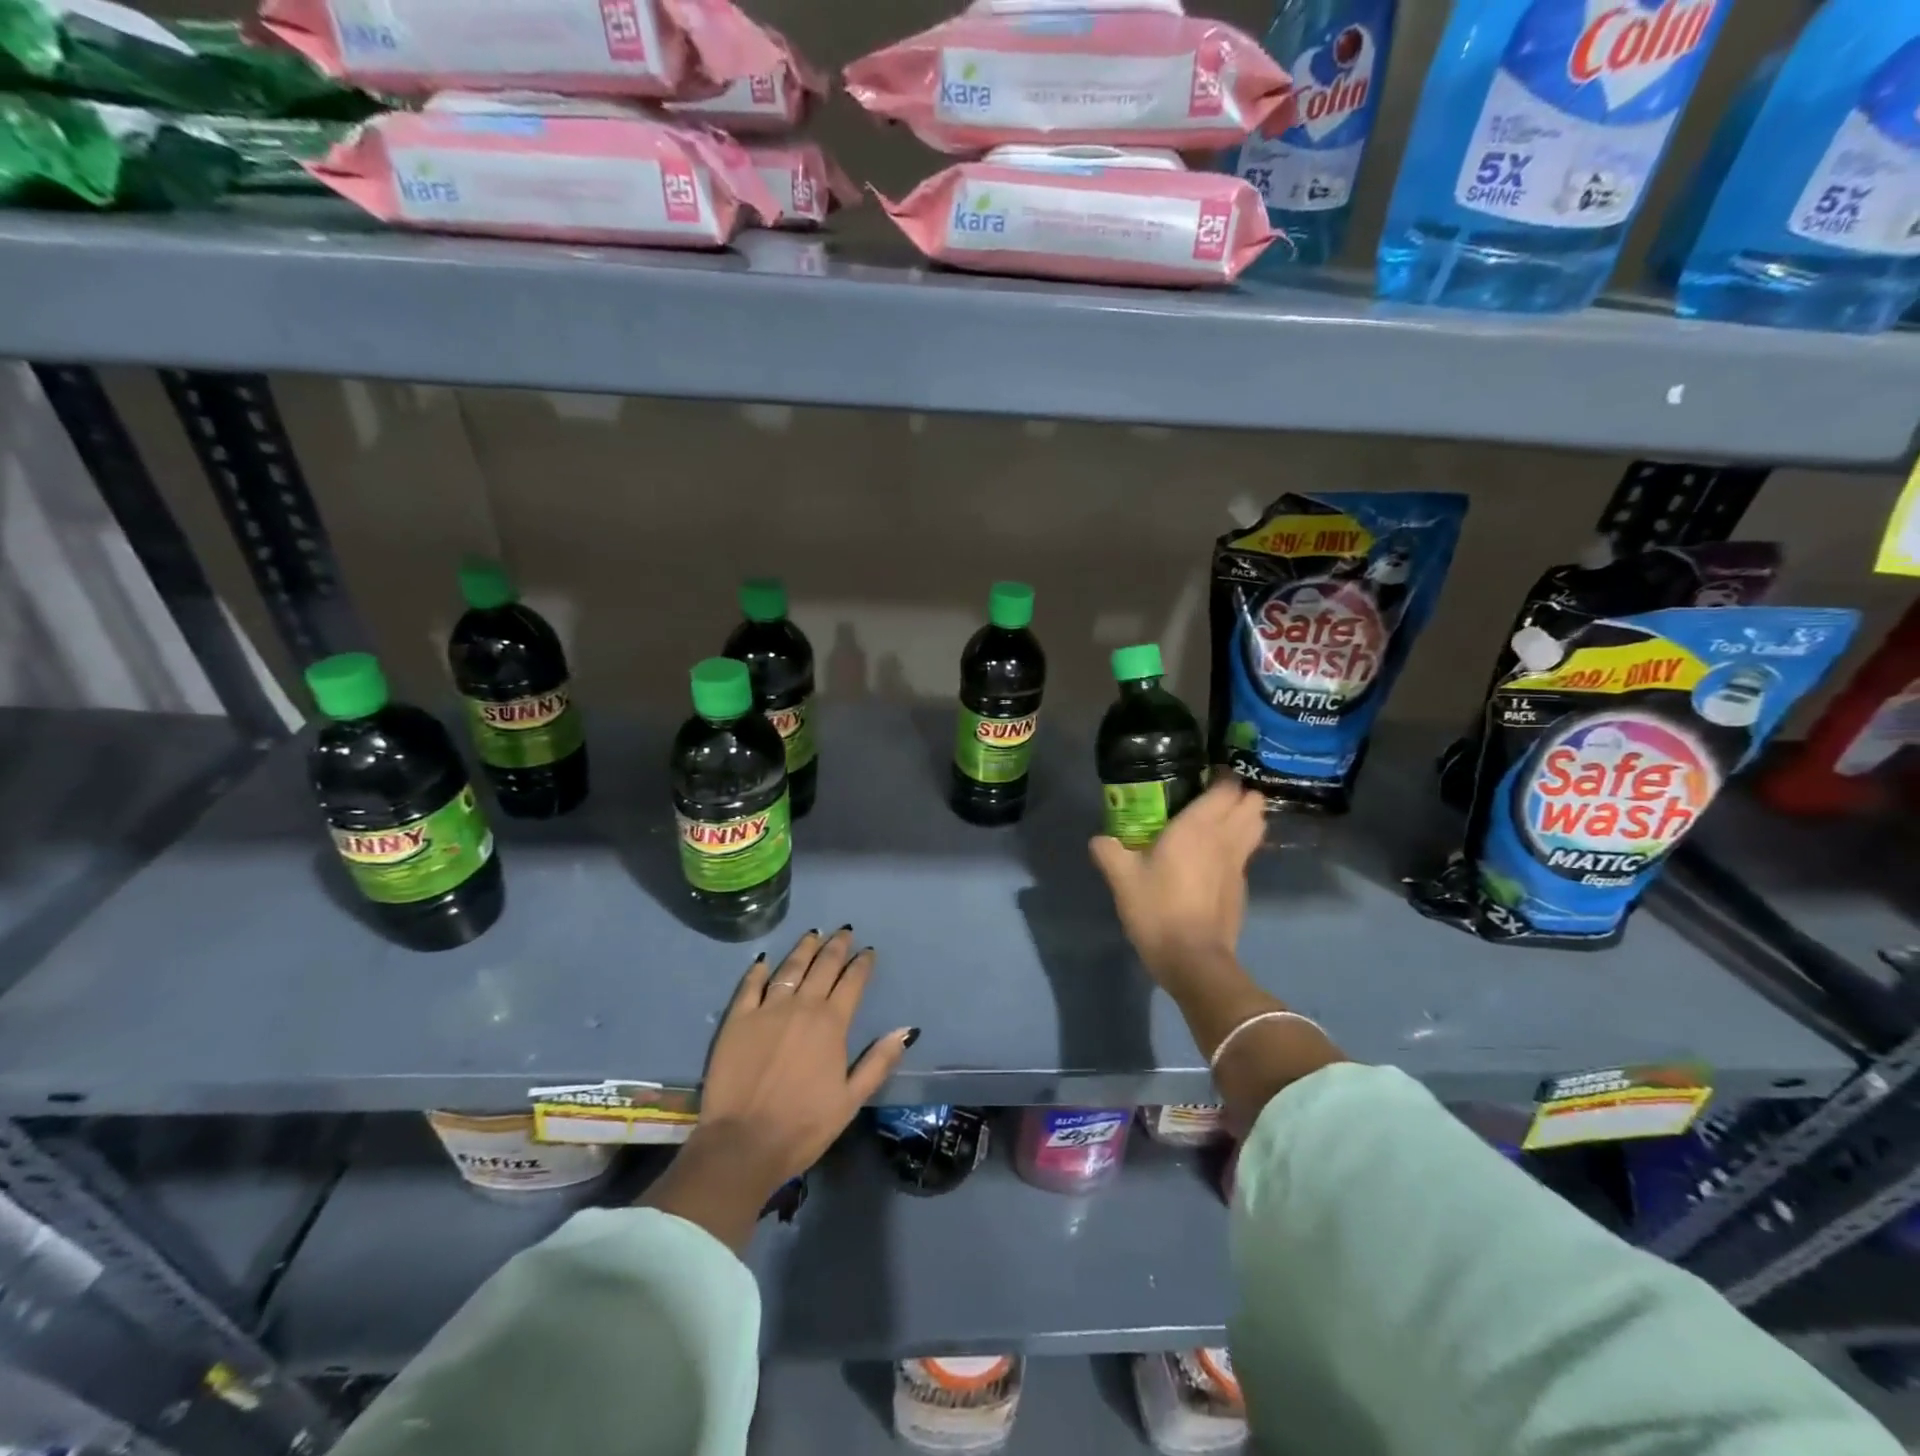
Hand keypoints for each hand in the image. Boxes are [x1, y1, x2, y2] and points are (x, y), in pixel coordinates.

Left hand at [643, 929, 917, 1252]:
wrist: (743, 1144)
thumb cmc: (804, 1125)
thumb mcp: (851, 1100)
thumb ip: (879, 1061)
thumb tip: (908, 1029)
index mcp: (832, 1023)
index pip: (852, 982)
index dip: (862, 964)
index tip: (869, 951)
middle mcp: (802, 1006)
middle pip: (823, 966)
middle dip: (836, 947)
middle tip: (844, 932)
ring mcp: (767, 1009)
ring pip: (790, 968)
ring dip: (804, 949)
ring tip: (813, 934)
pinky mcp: (737, 1019)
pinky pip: (750, 985)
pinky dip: (759, 969)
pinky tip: (764, 960)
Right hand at [1089, 777, 1265, 988]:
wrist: (1192, 959)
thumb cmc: (1157, 909)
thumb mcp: (1122, 878)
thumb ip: (1109, 851)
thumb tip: (1099, 839)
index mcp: (1199, 826)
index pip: (1227, 787)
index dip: (1221, 776)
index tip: (1203, 775)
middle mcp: (1225, 838)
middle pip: (1253, 802)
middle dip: (1239, 794)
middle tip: (1211, 796)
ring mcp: (1239, 864)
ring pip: (1257, 827)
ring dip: (1245, 818)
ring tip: (1219, 820)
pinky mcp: (1242, 887)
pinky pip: (1247, 853)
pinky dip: (1239, 846)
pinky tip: (1214, 857)